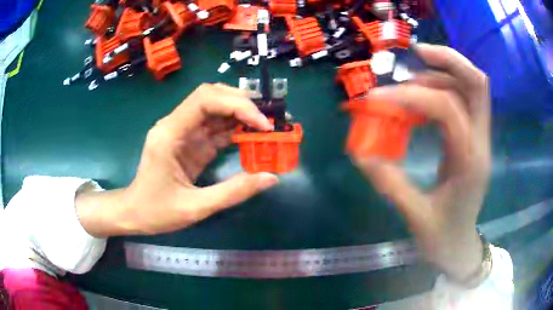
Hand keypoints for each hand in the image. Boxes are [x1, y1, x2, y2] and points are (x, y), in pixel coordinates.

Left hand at [76, 83, 278, 236]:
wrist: (134, 213)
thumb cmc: (156, 211)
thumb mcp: (195, 207)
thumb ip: (233, 192)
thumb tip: (271, 178)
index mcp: (169, 134)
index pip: (204, 100)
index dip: (237, 105)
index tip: (262, 124)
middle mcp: (175, 125)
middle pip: (211, 96)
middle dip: (242, 103)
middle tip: (269, 119)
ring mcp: (182, 132)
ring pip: (215, 108)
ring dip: (241, 113)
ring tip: (267, 125)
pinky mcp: (189, 142)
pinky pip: (215, 127)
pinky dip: (235, 129)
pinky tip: (252, 137)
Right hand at [353, 44, 490, 280]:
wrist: (460, 247)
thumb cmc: (442, 238)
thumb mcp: (415, 216)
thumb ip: (389, 182)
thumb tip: (360, 153)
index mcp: (469, 163)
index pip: (447, 109)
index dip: (410, 98)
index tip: (375, 101)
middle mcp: (480, 143)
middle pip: (477, 84)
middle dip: (447, 60)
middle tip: (415, 53)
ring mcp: (479, 138)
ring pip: (470, 87)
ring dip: (440, 74)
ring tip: (408, 84)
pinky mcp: (472, 139)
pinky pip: (462, 100)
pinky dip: (441, 89)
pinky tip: (419, 100)